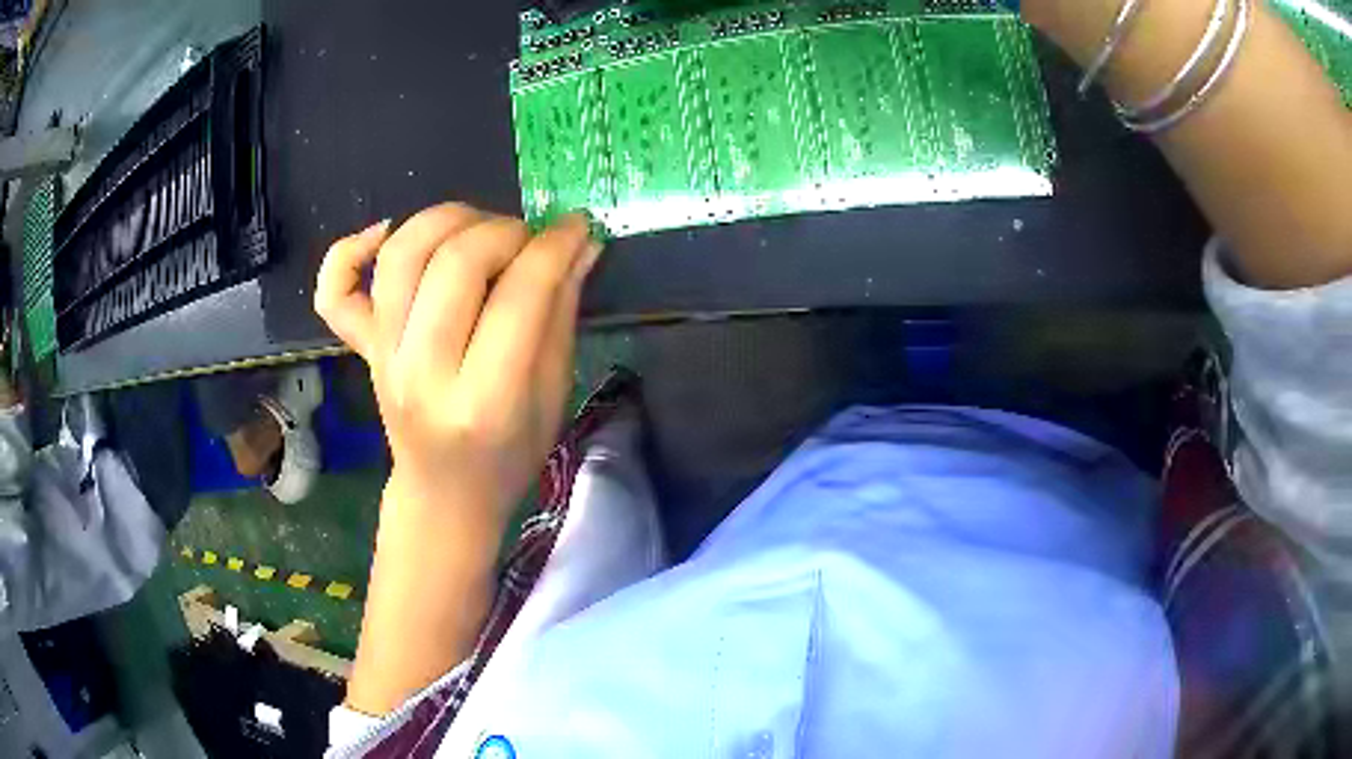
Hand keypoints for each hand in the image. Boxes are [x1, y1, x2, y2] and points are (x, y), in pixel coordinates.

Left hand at [315, 204, 601, 524]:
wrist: (443, 495)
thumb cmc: (508, 457)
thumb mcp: (552, 396)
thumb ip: (561, 315)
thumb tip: (579, 244)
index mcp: (485, 402)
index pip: (520, 296)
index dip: (555, 247)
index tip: (576, 226)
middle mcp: (423, 374)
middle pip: (456, 264)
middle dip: (505, 231)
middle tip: (529, 239)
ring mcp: (383, 359)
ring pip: (401, 257)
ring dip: (446, 221)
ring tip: (478, 229)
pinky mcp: (362, 350)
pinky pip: (334, 291)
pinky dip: (349, 248)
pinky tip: (385, 232)